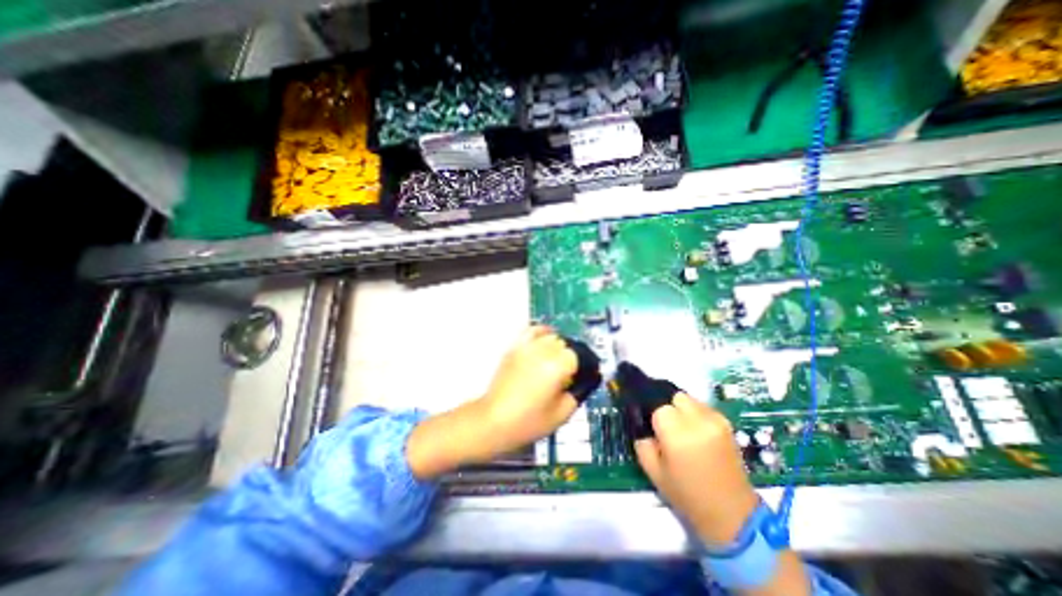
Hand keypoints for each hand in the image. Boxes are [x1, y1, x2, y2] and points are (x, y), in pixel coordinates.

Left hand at [408, 325, 577, 478]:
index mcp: (558, 366)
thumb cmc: (529, 421)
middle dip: (573, 357)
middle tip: (572, 373)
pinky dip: (542, 333)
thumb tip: (588, 378)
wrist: (494, 420)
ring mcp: (527, 346)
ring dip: (560, 346)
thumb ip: (579, 392)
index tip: (588, 374)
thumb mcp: (562, 413)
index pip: (581, 355)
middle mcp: (544, 350)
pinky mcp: (515, 347)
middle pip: (567, 344)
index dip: (586, 365)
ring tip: (559, 360)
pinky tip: (545, 342)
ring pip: (552, 336)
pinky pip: (533, 331)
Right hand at [634, 393, 759, 547]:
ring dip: (682, 409)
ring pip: (689, 399)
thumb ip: (642, 441)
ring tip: (683, 430)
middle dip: (668, 408)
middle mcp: (698, 421)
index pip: (658, 407)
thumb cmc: (687, 495)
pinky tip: (697, 433)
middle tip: (667, 428)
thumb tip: (642, 424)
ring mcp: (715, 420)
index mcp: (677, 434)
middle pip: (675, 396)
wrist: (731, 514)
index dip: (654, 417)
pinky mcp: (727, 424)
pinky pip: (703, 407)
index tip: (654, 429)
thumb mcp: (652, 471)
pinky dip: (695, 414)